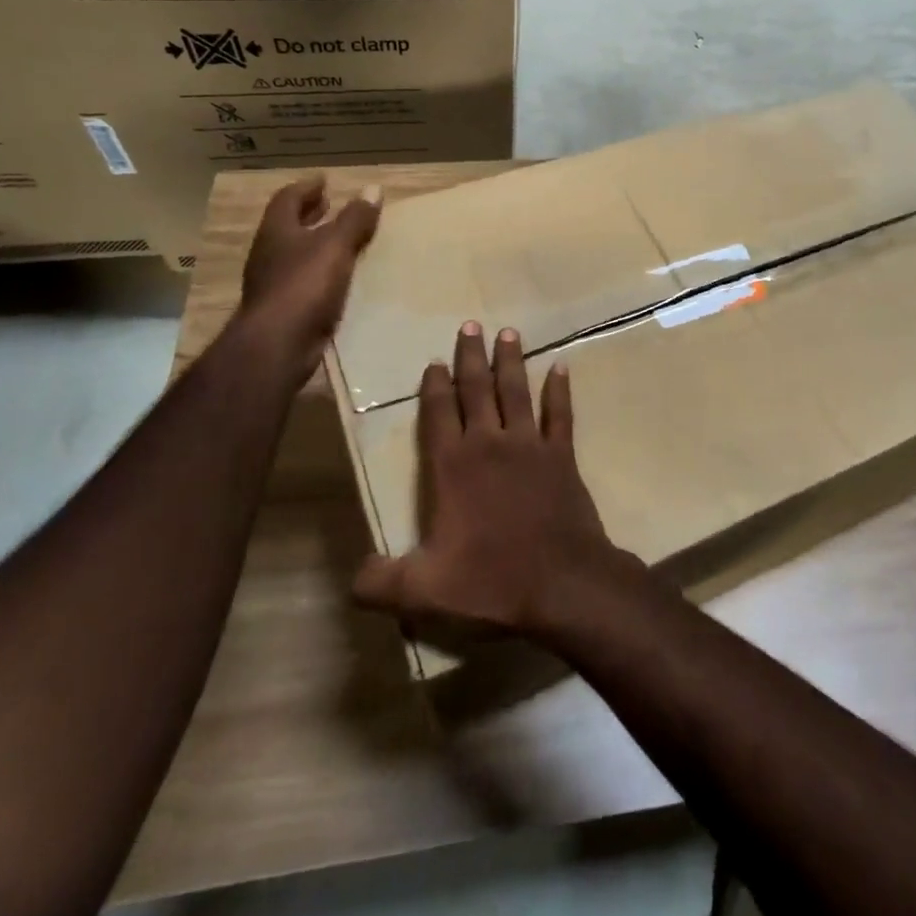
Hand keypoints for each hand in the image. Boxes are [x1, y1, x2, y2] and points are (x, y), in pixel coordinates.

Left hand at [239, 178, 380, 345]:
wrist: (278, 345)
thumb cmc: (304, 285)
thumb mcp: (335, 246)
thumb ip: (354, 219)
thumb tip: (373, 189)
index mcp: (277, 232)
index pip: (287, 200)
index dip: (306, 188)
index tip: (324, 181)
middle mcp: (269, 254)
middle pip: (287, 226)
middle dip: (308, 215)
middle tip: (329, 205)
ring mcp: (273, 284)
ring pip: (294, 255)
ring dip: (315, 245)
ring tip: (341, 241)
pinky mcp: (283, 310)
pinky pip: (304, 281)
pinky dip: (320, 273)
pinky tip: (340, 278)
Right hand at [353, 323, 636, 640]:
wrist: (562, 583)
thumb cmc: (491, 581)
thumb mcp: (423, 590)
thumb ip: (381, 581)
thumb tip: (352, 579)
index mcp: (453, 467)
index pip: (438, 414)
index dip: (434, 386)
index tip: (434, 361)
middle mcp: (490, 444)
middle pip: (477, 390)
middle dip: (471, 357)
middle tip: (471, 324)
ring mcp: (530, 446)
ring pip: (517, 391)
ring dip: (511, 361)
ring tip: (508, 332)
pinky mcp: (562, 456)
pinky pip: (561, 414)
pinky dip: (560, 390)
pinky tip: (562, 367)